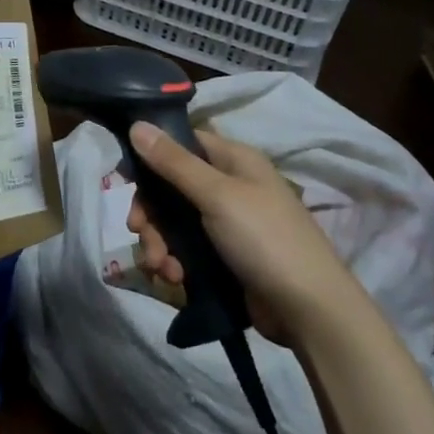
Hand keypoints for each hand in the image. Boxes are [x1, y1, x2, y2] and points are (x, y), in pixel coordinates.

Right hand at [125, 122, 351, 344]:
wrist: (308, 309)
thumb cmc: (265, 238)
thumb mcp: (217, 195)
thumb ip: (174, 162)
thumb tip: (137, 124)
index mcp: (233, 160)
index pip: (182, 143)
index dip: (151, 156)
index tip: (124, 178)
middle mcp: (228, 187)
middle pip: (171, 187)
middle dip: (151, 213)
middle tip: (139, 231)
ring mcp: (225, 224)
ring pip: (174, 223)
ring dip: (159, 243)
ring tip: (162, 268)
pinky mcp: (222, 258)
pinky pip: (185, 251)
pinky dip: (174, 263)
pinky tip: (175, 279)